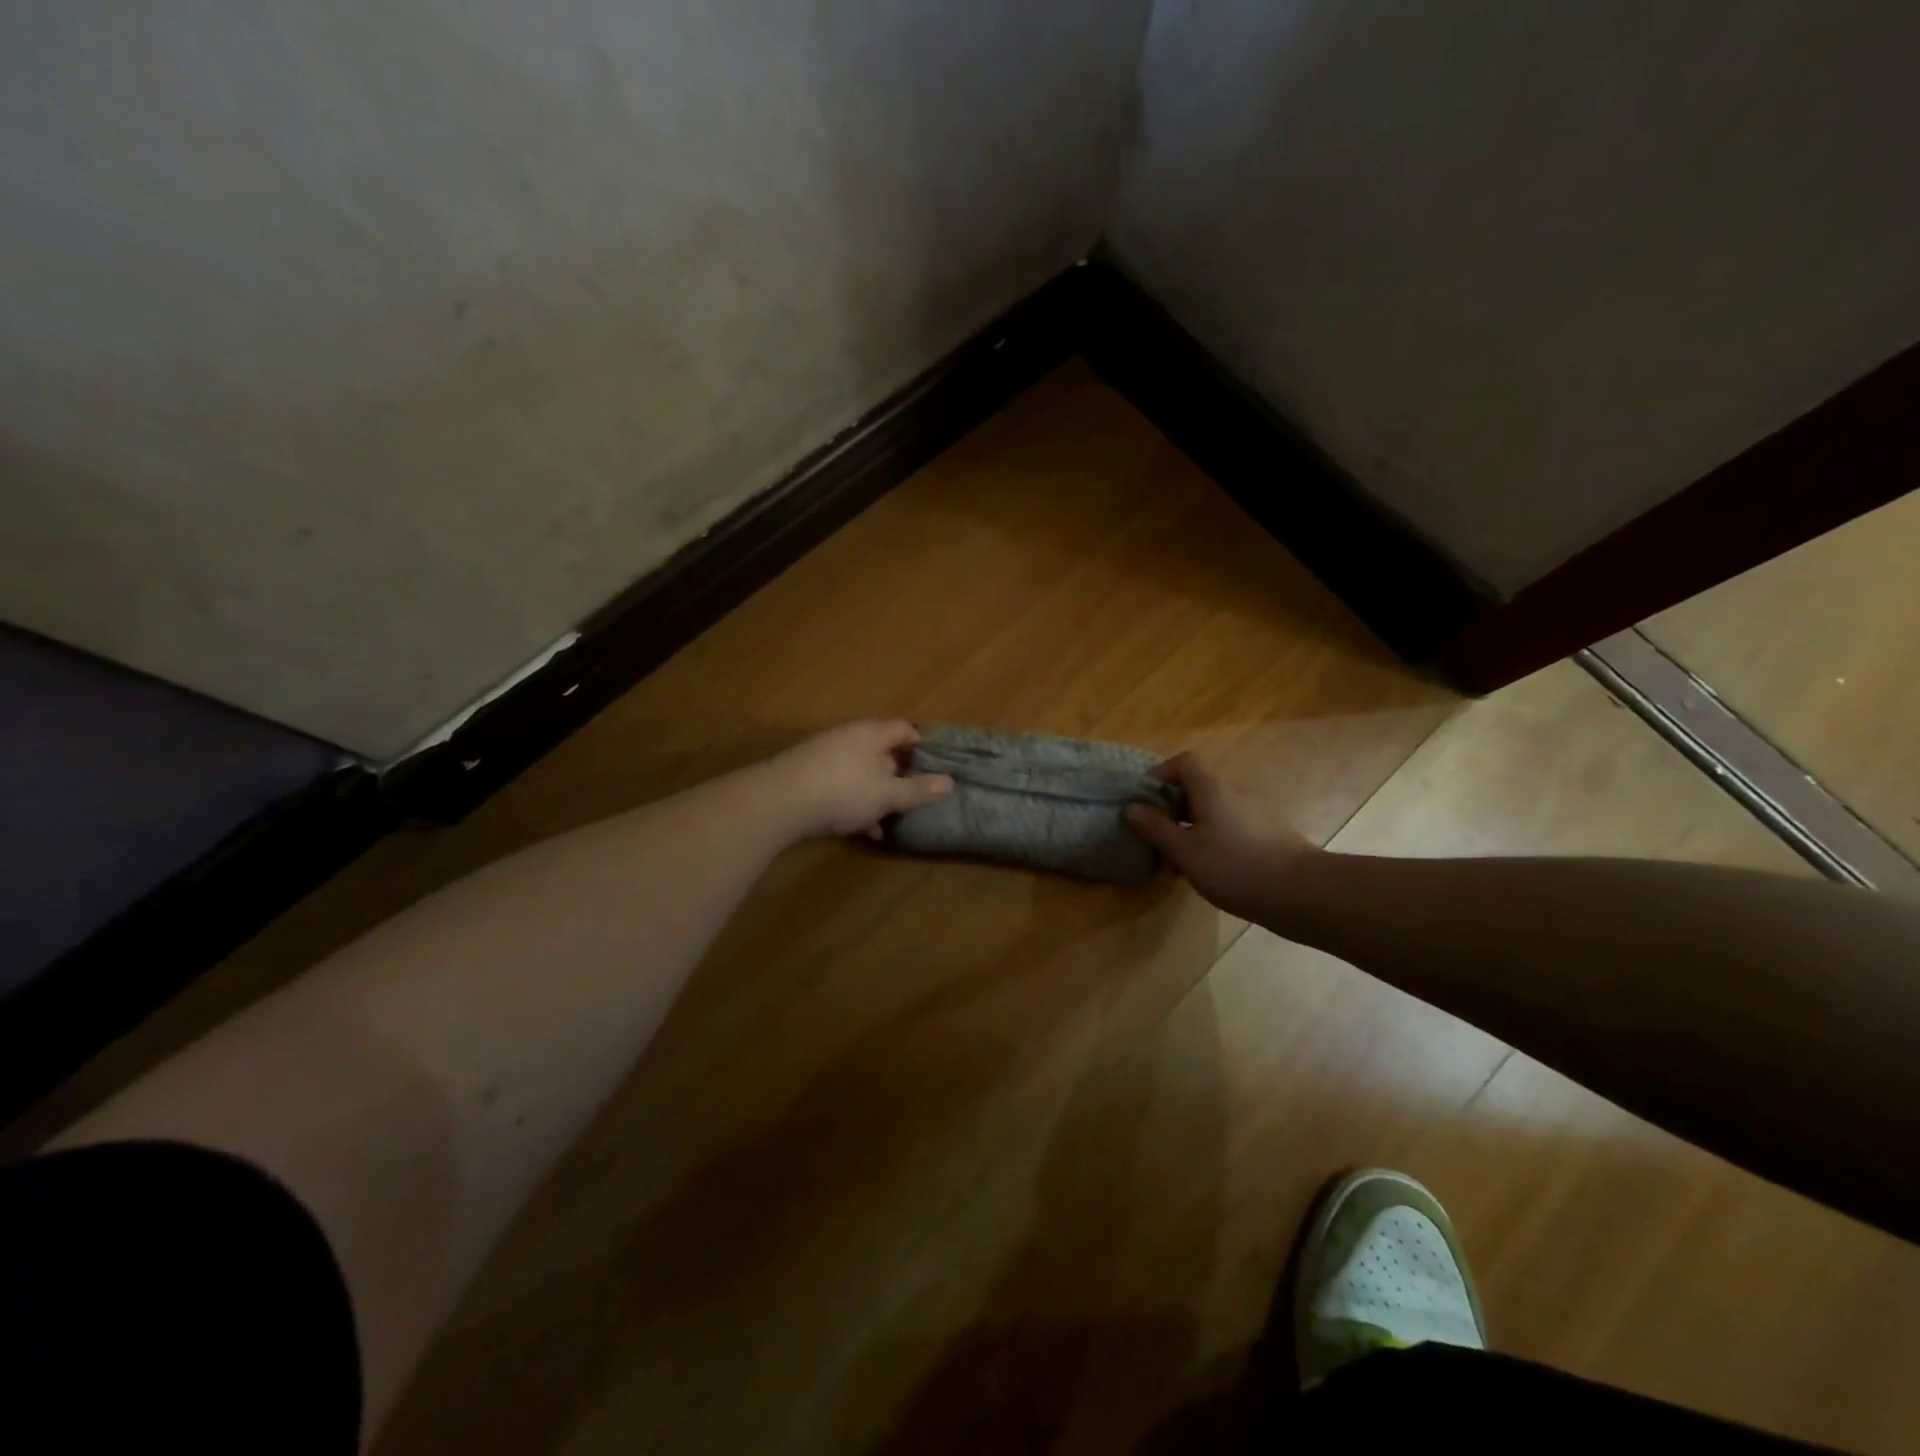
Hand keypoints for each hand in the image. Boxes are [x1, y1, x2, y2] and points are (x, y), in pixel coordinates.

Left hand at [766, 720, 953, 839]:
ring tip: (888, 819)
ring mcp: (825, 754)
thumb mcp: (887, 794)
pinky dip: (854, 802)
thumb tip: (950, 782)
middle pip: (881, 750)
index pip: (904, 729)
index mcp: (872, 733)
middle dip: (898, 774)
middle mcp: (848, 737)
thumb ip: (918, 789)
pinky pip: (840, 784)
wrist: (780, 801)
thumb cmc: (844, 791)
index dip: (921, 745)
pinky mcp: (807, 775)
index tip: (933, 768)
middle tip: (913, 796)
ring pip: (861, 771)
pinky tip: (861, 829)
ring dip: (876, 793)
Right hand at [1125, 753, 1319, 920]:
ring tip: (1180, 858)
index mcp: (1212, 788)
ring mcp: (1256, 812)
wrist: (1302, 893)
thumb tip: (1132, 807)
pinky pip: (1232, 825)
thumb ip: (1156, 828)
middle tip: (1156, 834)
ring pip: (1214, 809)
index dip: (1160, 774)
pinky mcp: (1270, 833)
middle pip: (1198, 786)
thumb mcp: (1185, 851)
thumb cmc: (1235, 867)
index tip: (1143, 799)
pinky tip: (1211, 868)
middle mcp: (1236, 792)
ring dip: (1192, 825)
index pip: (1184, 762)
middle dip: (1172, 806)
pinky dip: (1214, 837)